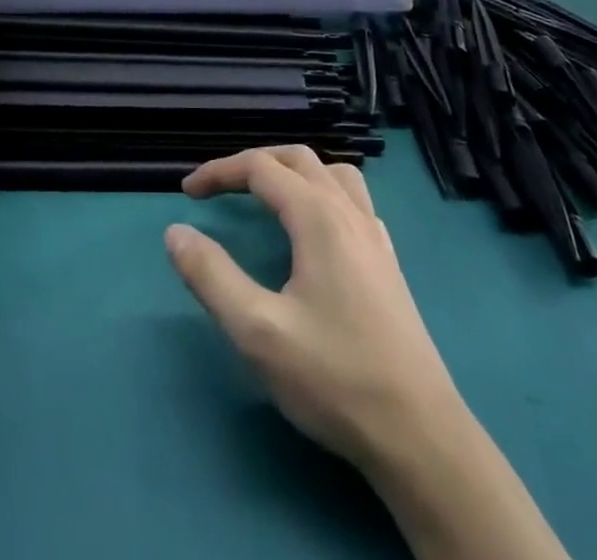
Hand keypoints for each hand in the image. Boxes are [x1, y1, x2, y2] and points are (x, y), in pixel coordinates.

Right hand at [165, 146, 463, 476]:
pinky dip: (324, 193)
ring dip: (293, 171)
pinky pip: (354, 201)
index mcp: (318, 217)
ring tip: (267, 195)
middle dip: (253, 163)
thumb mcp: (258, 332)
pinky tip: (316, 230)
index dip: (219, 172)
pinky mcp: (389, 263)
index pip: (260, 168)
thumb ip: (211, 277)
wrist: (420, 436)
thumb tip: (175, 233)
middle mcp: (349, 213)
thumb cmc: (334, 378)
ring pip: (333, 173)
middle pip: (297, 159)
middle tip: (219, 188)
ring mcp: (375, 237)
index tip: (186, 193)